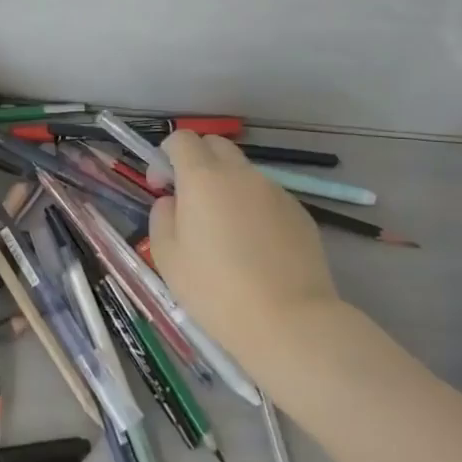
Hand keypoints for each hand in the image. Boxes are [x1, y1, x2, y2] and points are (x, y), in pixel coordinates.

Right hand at [148, 132, 343, 371]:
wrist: (289, 322)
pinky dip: (254, 209)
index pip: (182, 139)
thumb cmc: (215, 289)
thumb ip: (162, 217)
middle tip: (190, 199)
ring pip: (244, 173)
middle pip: (216, 146)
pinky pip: (268, 198)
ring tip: (226, 232)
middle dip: (198, 161)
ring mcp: (276, 192)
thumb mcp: (167, 256)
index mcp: (203, 178)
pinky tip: (255, 248)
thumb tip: (172, 202)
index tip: (160, 186)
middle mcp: (241, 175)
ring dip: (228, 187)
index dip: (166, 155)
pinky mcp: (301, 214)